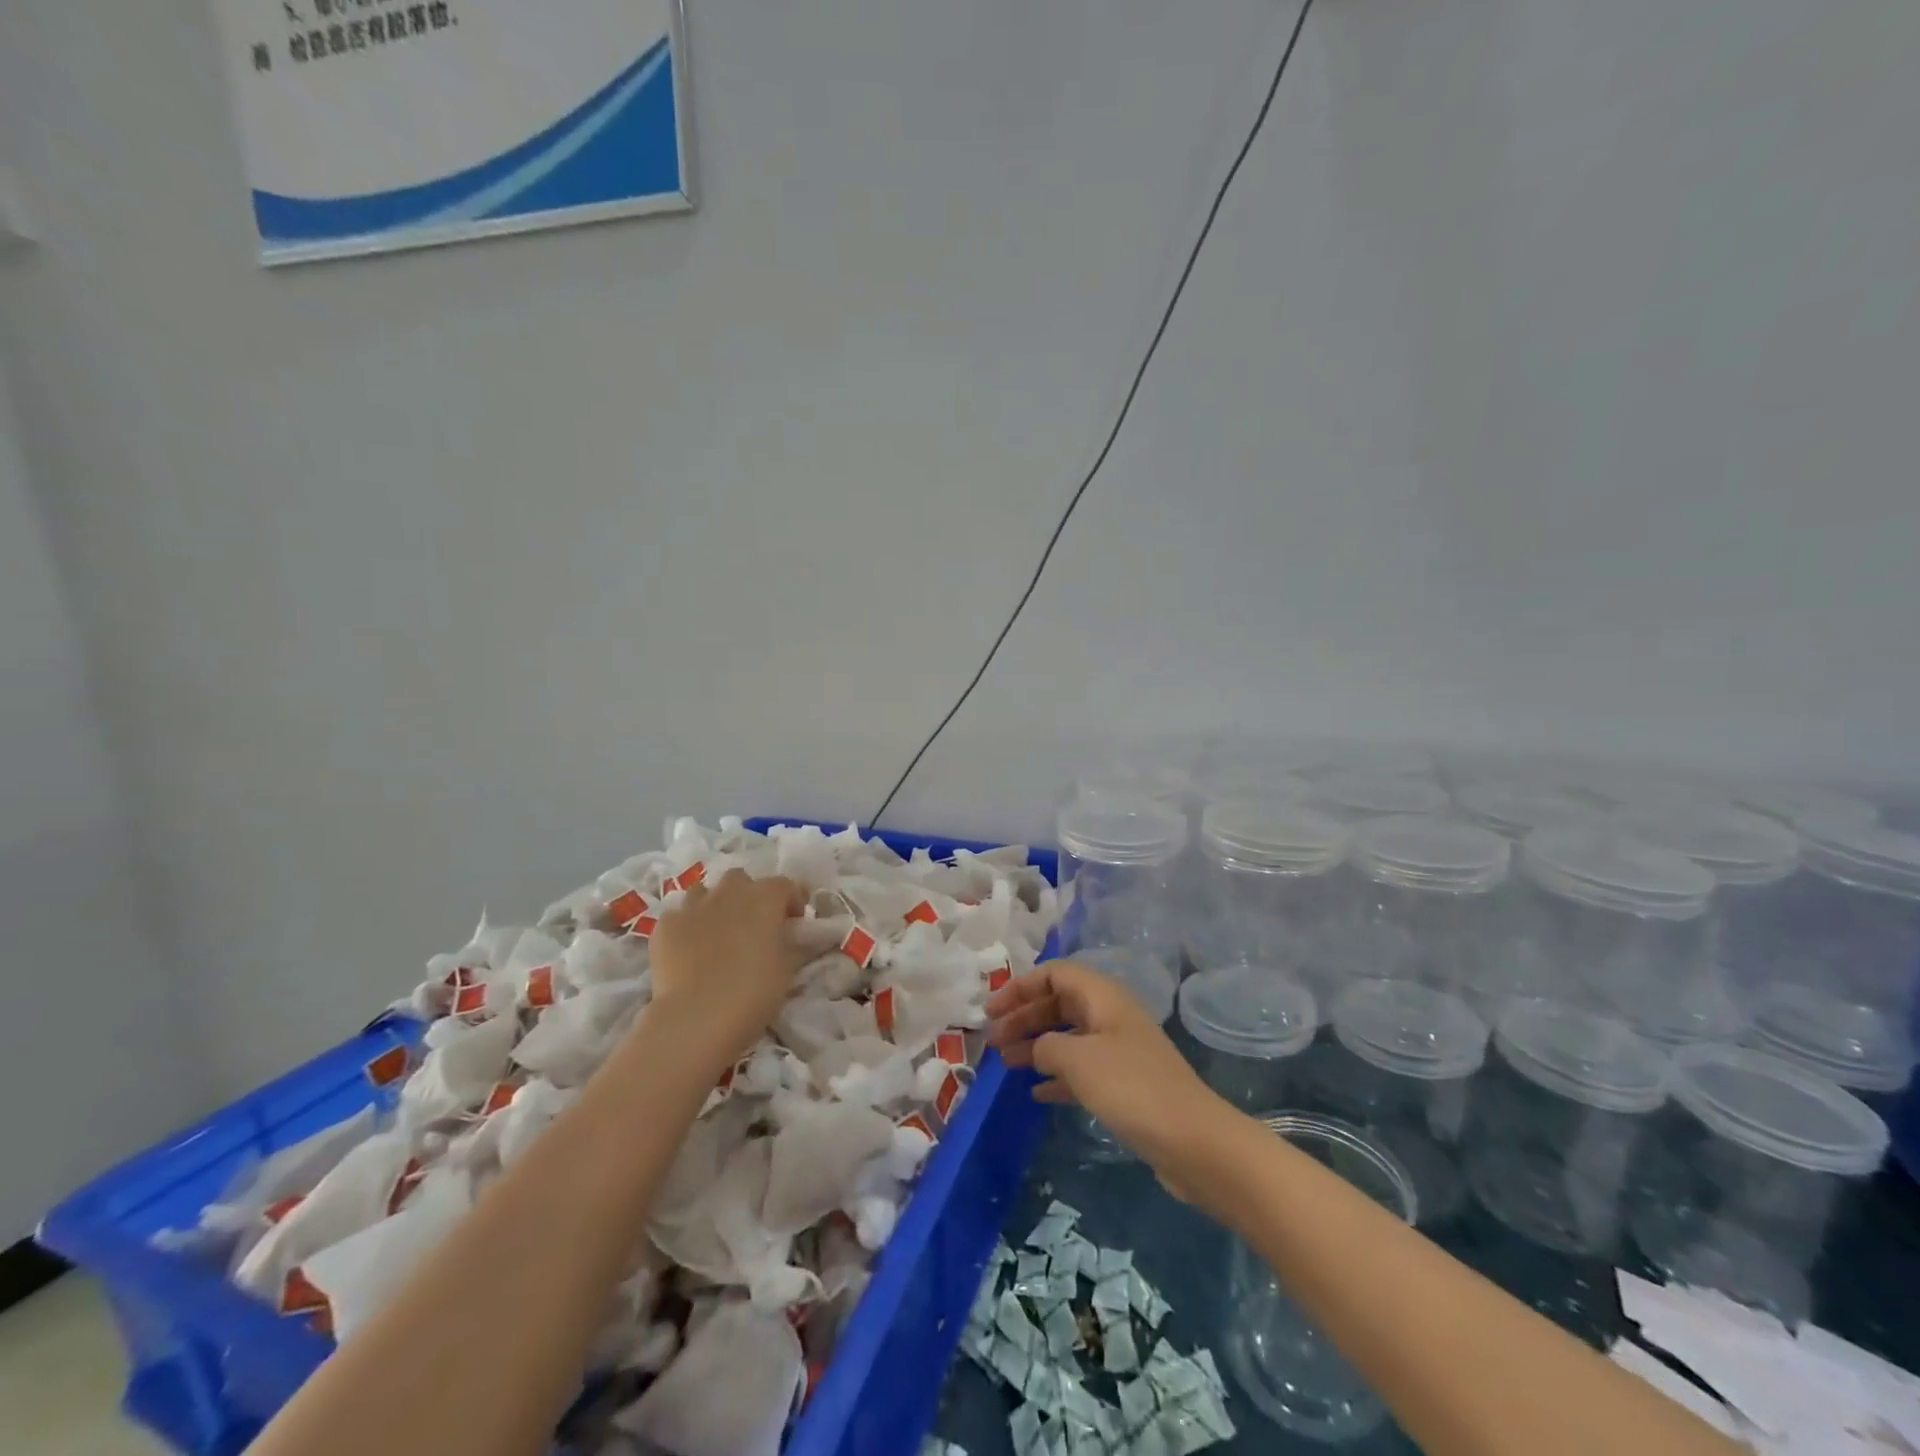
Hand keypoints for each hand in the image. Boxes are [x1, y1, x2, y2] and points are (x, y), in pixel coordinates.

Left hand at [647, 869, 805, 1067]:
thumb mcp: (787, 969)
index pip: (785, 885)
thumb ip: (791, 945)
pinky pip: (678, 917)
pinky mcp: (665, 926)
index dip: (791, 901)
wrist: (696, 1018)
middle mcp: (729, 892)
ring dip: (714, 905)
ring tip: (717, 933)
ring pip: (705, 892)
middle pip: (741, 880)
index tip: (793, 923)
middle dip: (748, 896)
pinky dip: (685, 928)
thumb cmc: (753, 992)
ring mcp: (692, 906)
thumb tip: (792, 940)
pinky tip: (687, 951)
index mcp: (765, 897)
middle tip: (753, 926)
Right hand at [986, 961, 1229, 1194]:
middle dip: (1024, 1016)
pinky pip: (1081, 1069)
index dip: (1021, 986)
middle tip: (992, 1039)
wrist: (1193, 1141)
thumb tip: (1038, 1048)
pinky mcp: (1125, 1084)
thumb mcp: (1078, 1060)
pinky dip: (1056, 1074)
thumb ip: (1047, 1045)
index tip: (992, 1009)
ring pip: (1068, 1036)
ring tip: (1005, 1064)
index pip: (1055, 973)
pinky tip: (1036, 1092)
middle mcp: (1111, 1016)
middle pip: (1059, 1003)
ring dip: (1035, 1045)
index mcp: (1103, 996)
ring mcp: (1119, 1050)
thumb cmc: (1131, 1088)